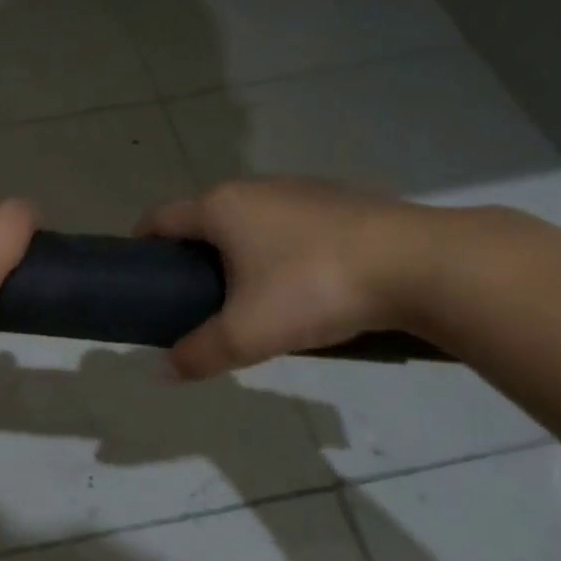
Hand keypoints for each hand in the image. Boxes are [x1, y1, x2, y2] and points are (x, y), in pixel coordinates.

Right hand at [137, 178, 438, 378]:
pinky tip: (300, 285)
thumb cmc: (314, 288)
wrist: (419, 264)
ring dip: (238, 252)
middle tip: (194, 299)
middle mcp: (254, 188)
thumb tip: (163, 372)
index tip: (141, 275)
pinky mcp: (339, 202)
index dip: (142, 244)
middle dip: (192, 254)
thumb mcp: (247, 334)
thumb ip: (199, 353)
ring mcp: (300, 190)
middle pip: (204, 218)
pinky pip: (289, 225)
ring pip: (250, 221)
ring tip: (248, 297)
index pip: (160, 217)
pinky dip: (279, 249)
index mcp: (221, 207)